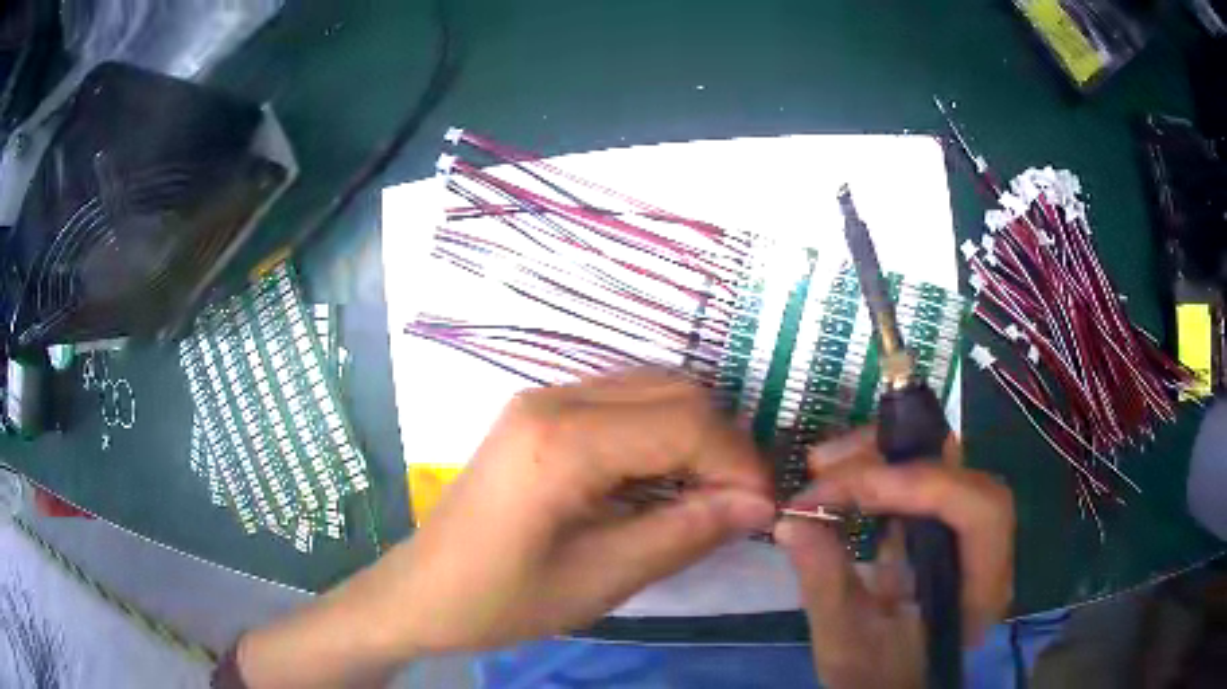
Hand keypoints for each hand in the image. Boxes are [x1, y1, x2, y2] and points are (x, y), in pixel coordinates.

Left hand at [390, 369, 775, 652]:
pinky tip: (664, 479)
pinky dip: (662, 433)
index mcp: (562, 441)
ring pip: (653, 389)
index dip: (739, 463)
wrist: (423, 591)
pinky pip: (623, 402)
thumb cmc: (501, 599)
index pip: (685, 423)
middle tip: (741, 504)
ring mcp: (543, 399)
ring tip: (711, 493)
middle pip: (674, 392)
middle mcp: (554, 399)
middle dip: (723, 444)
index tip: (765, 508)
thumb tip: (759, 504)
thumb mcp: (600, 579)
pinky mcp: (539, 413)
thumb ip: (684, 533)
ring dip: (696, 435)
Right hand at [774, 431, 1014, 688]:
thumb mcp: (844, 643)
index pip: (979, 511)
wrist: (891, 685)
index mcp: (979, 589)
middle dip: (894, 458)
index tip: (854, 487)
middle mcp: (985, 550)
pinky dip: (878, 471)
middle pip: (960, 472)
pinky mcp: (940, 525)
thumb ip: (824, 583)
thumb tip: (790, 523)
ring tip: (822, 466)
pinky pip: (918, 479)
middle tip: (825, 464)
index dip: (926, 485)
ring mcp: (963, 532)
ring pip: (939, 463)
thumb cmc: (875, 676)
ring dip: (881, 456)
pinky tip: (840, 480)